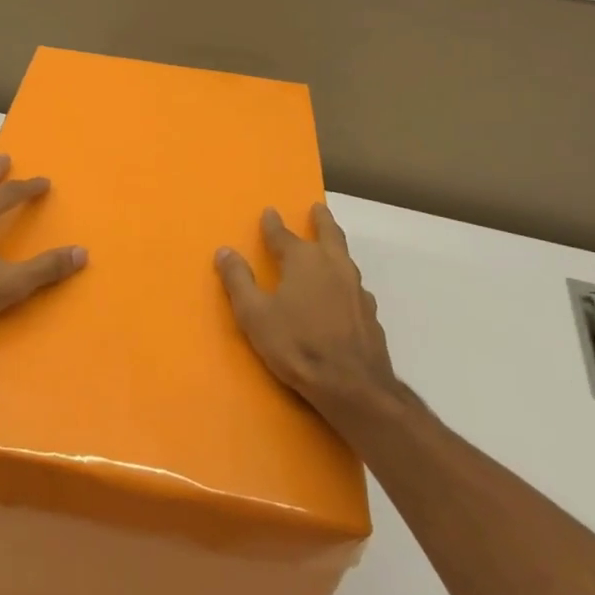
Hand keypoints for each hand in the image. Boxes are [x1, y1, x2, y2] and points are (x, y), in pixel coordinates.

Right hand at [217, 204, 400, 421]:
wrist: (353, 385)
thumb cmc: (297, 345)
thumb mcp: (255, 315)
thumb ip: (238, 281)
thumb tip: (225, 251)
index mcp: (303, 260)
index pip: (283, 235)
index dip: (272, 224)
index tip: (269, 212)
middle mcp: (333, 265)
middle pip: (329, 234)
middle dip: (321, 220)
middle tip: (318, 209)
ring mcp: (356, 288)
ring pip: (345, 257)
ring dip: (336, 247)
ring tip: (331, 246)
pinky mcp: (369, 313)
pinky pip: (354, 285)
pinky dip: (345, 280)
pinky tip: (344, 292)